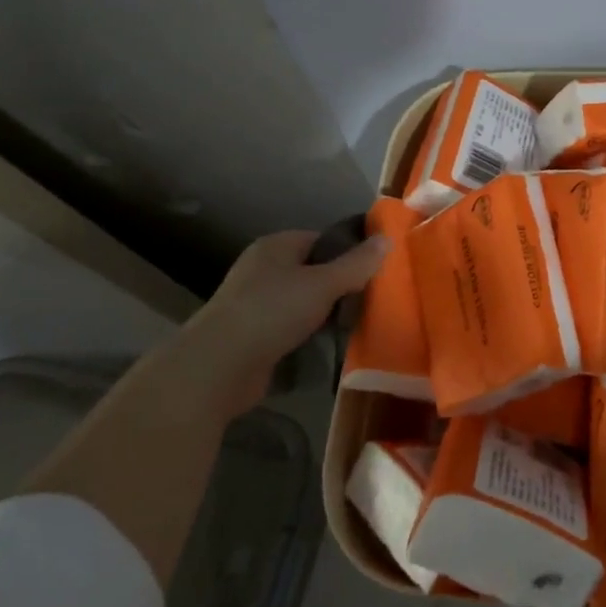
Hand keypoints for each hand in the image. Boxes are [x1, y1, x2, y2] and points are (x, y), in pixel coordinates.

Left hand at [167, 228, 389, 419]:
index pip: (322, 240)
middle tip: (371, 299)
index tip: (375, 271)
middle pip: (314, 271)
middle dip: (340, 286)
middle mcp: (263, 269)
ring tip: (356, 324)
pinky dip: (309, 335)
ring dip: (325, 314)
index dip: (349, 252)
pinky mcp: (253, 336)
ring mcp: (254, 303)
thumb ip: (357, 264)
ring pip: (303, 302)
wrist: (218, 367)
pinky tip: (329, 346)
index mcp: (276, 246)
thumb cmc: (271, 312)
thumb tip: (387, 239)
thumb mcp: (323, 284)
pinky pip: (291, 328)